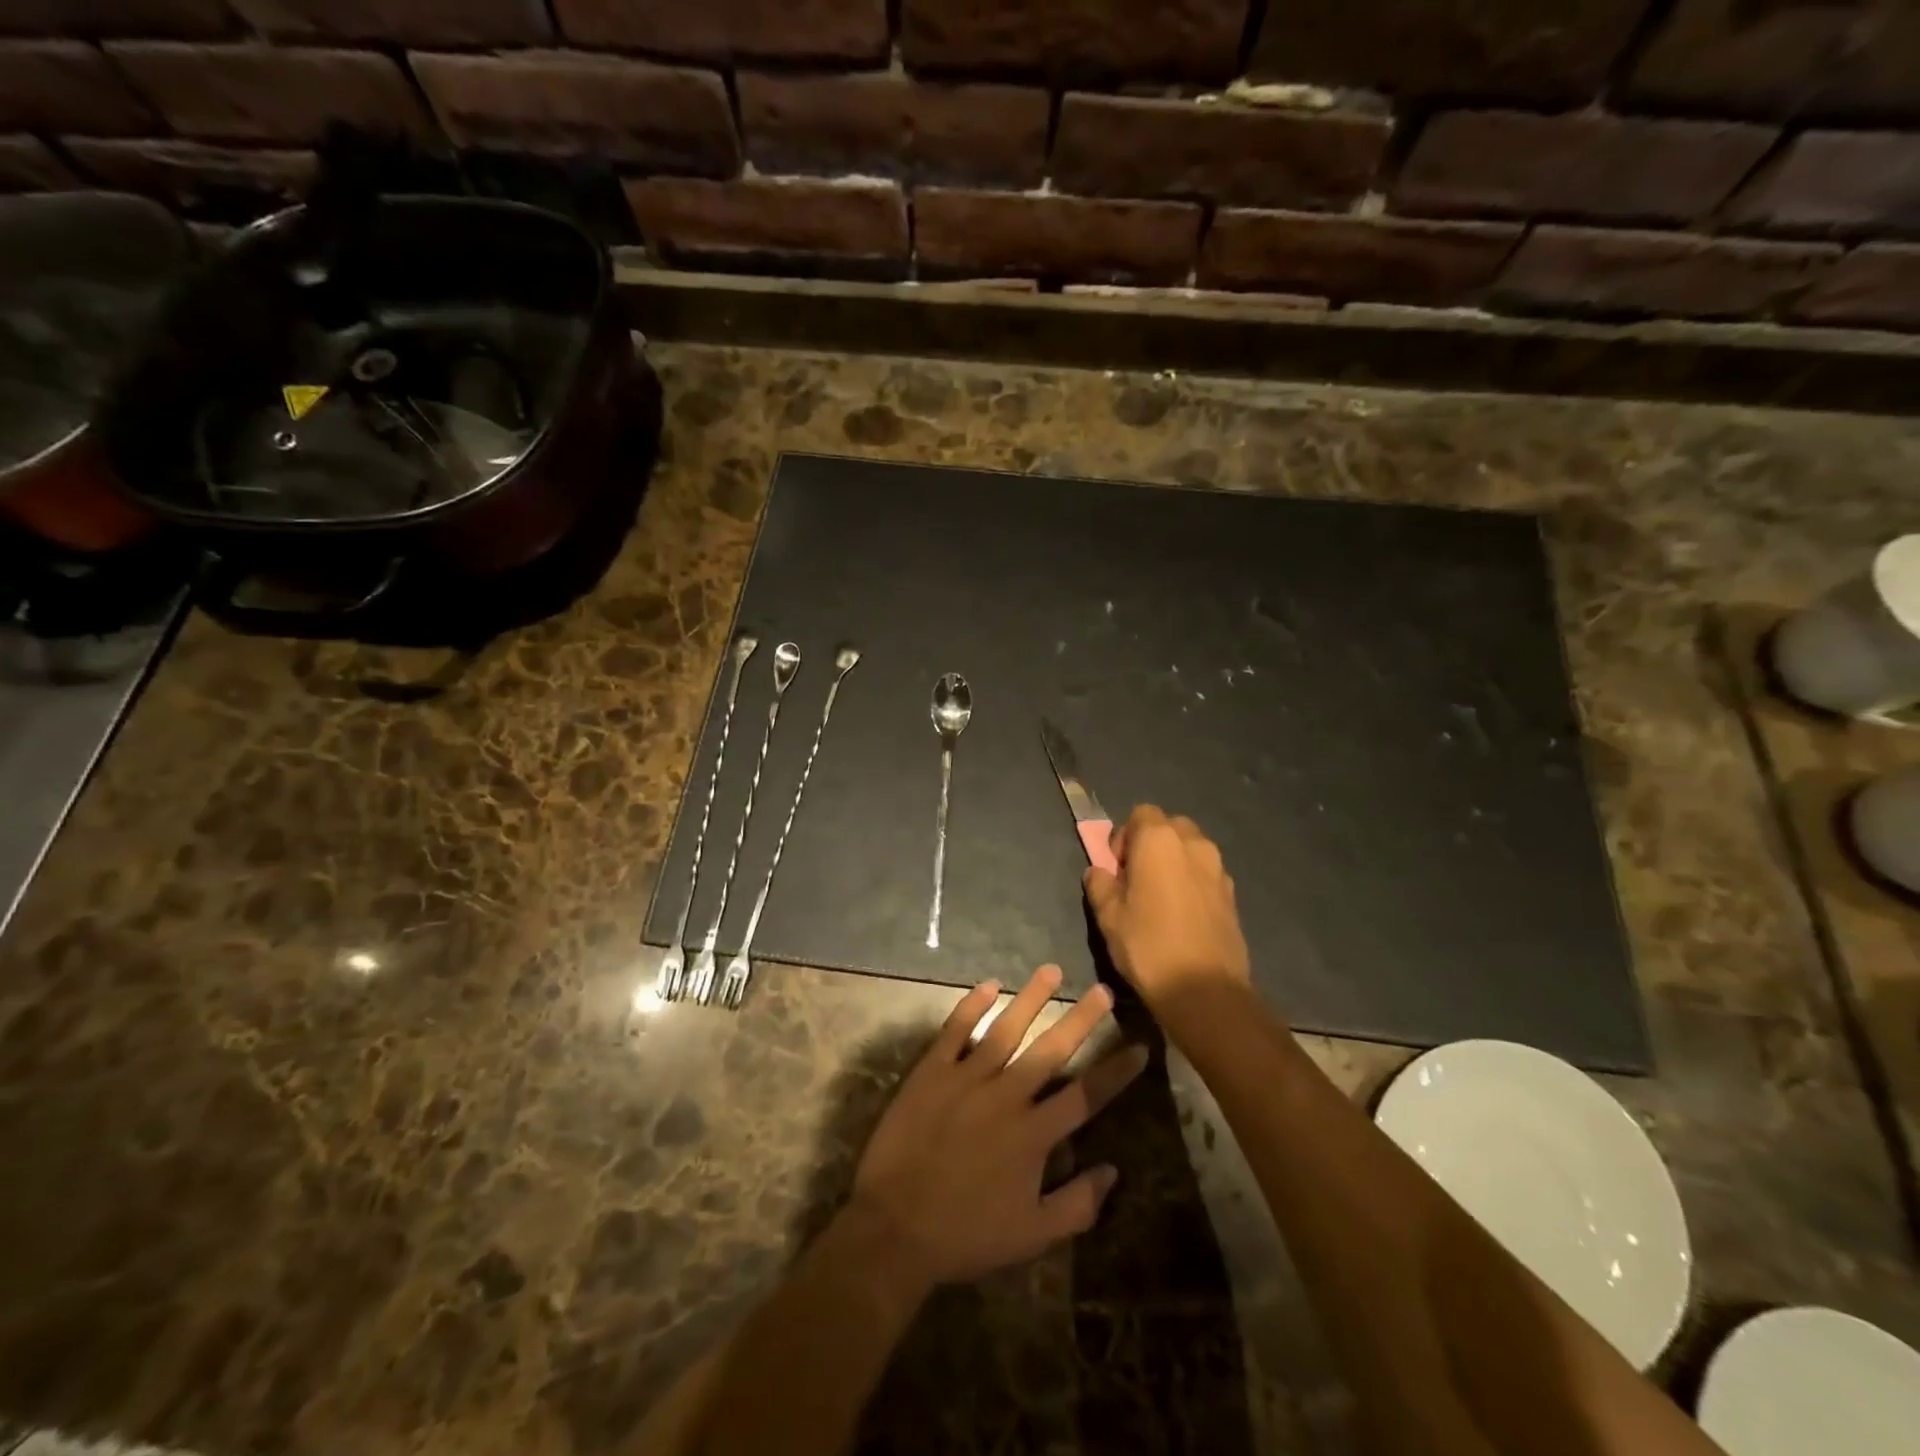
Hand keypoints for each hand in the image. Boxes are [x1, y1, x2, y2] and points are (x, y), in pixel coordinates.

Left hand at [848, 965, 1147, 1287]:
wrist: (895, 1227)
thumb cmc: (967, 1234)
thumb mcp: (1032, 1236)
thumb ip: (1077, 1205)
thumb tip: (1112, 1171)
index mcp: (1033, 1134)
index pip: (1085, 1095)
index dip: (1116, 1071)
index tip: (1139, 1046)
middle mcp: (1006, 1096)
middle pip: (1051, 1049)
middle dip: (1081, 1018)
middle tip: (1103, 989)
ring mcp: (966, 1078)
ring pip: (1005, 1029)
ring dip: (1031, 998)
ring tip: (1051, 970)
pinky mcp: (931, 1071)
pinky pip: (955, 1030)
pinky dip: (971, 1006)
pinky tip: (989, 985)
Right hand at [1083, 806, 1252, 1014]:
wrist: (1205, 990)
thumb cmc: (1148, 946)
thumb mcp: (1108, 916)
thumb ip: (1100, 884)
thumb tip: (1099, 871)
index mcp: (1159, 840)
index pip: (1140, 813)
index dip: (1124, 836)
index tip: (1117, 868)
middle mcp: (1193, 844)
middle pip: (1169, 826)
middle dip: (1151, 844)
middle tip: (1136, 878)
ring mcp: (1218, 868)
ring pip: (1191, 848)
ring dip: (1174, 861)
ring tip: (1160, 898)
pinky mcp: (1232, 893)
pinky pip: (1206, 873)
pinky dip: (1192, 881)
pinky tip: (1182, 915)